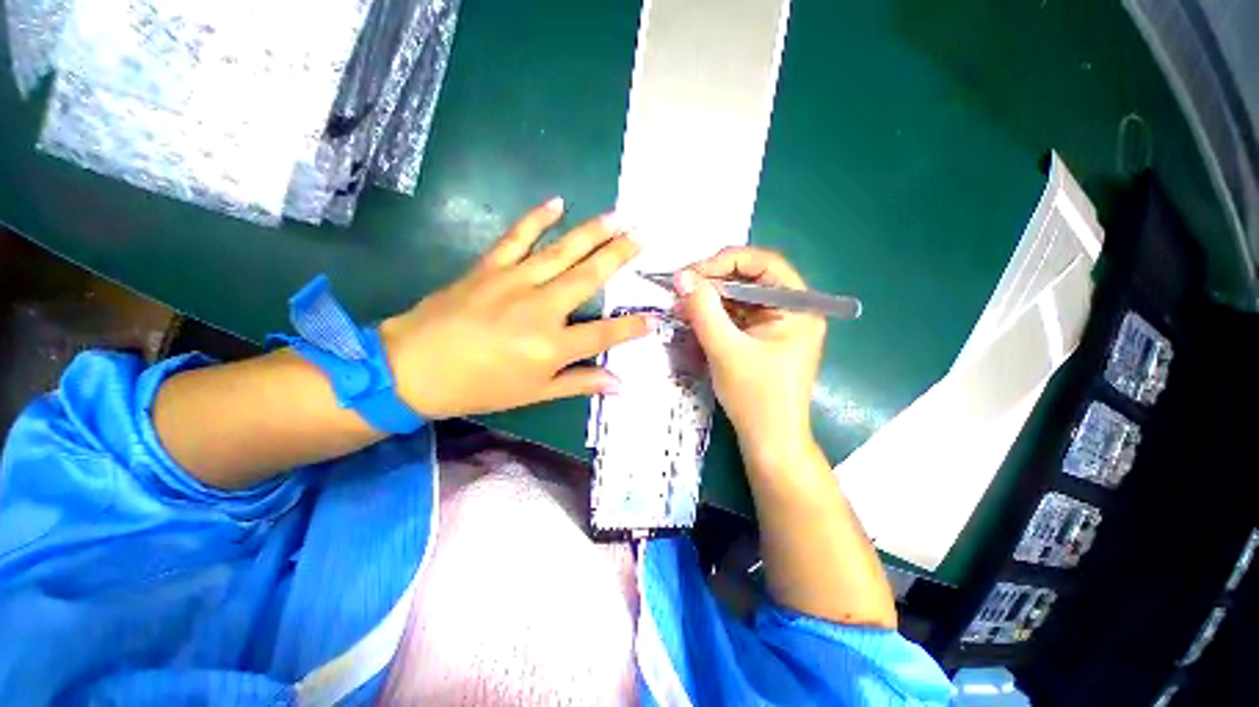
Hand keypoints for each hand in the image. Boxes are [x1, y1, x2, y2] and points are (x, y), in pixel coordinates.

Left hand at [380, 198, 654, 418]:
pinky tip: (557, 202)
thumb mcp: (535, 393)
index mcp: (552, 346)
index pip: (604, 333)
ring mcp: (515, 282)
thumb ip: (579, 383)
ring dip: (593, 232)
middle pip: (589, 277)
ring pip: (562, 252)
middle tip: (644, 235)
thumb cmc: (480, 387)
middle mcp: (541, 308)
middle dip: (620, 256)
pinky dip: (536, 218)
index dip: (632, 327)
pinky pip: (517, 236)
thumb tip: (619, 385)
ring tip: (618, 215)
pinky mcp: (490, 267)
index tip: (654, 318)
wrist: (414, 368)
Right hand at [674, 247, 825, 462]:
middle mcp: (791, 310)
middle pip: (750, 278)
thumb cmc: (756, 398)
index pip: (764, 263)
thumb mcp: (726, 351)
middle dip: (714, 281)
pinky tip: (694, 317)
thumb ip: (703, 311)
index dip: (726, 261)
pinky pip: (736, 315)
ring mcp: (776, 324)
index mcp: (798, 307)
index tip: (691, 273)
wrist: (769, 442)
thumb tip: (681, 277)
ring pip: (740, 297)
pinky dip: (714, 314)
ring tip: (682, 304)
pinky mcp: (761, 338)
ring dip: (710, 298)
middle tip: (681, 289)